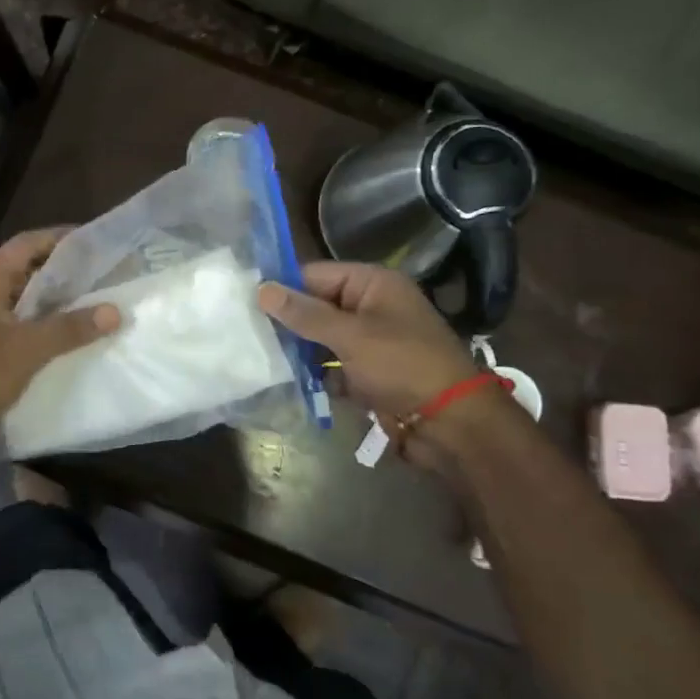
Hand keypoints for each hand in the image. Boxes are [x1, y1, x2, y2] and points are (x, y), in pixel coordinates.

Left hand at [0, 228, 118, 465]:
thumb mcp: (27, 350)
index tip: (98, 241)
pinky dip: (42, 325)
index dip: (62, 237)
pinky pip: (16, 324)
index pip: (27, 242)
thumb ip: (70, 328)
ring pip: (22, 299)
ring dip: (55, 301)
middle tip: (105, 274)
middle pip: (26, 268)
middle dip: (64, 271)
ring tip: (95, 304)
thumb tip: (114, 310)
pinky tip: (68, 338)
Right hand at [257, 262, 476, 422]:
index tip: (246, 302)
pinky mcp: (371, 373)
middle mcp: (372, 307)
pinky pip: (334, 366)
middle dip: (289, 322)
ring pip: (323, 339)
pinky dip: (317, 375)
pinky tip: (290, 383)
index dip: (283, 287)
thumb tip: (262, 288)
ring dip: (300, 351)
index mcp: (373, 285)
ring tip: (263, 358)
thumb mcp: (351, 336)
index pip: (316, 274)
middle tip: (249, 333)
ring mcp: (372, 342)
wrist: (453, 424)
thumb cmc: (403, 366)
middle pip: (318, 306)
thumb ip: (305, 314)